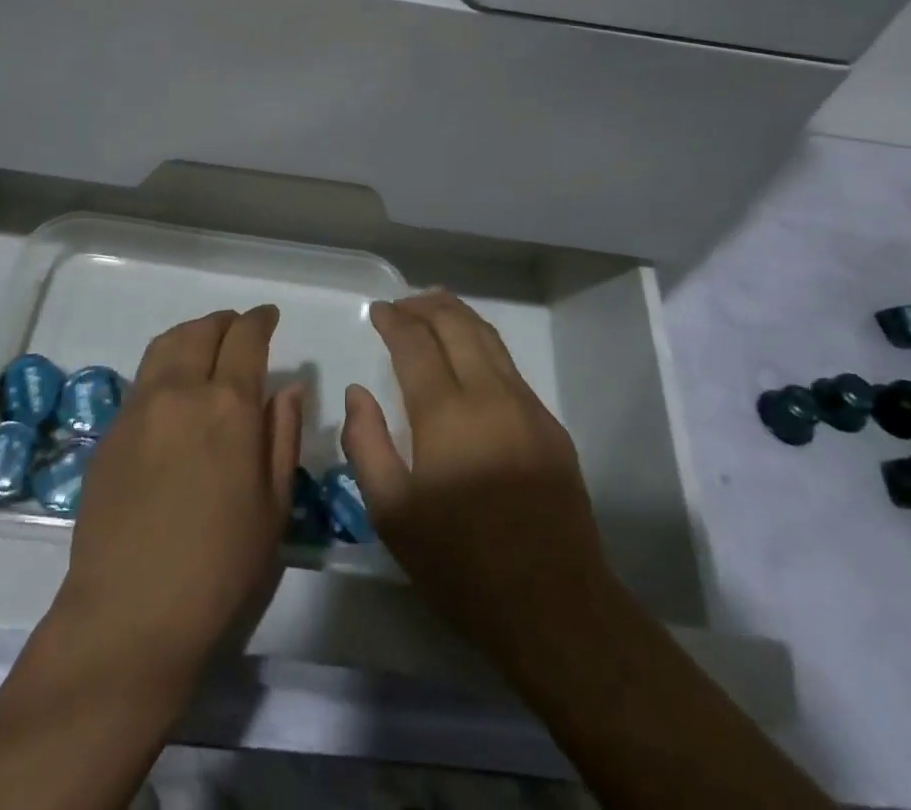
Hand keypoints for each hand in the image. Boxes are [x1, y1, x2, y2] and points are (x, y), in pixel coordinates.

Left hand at [56, 305, 301, 675]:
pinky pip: (142, 379)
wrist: (129, 616)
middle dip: (225, 322)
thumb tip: (289, 386)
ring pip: (166, 345)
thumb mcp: (273, 505)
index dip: (260, 320)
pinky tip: (173, 391)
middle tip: (240, 329)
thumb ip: (282, 434)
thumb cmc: (220, 568)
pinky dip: (165, 365)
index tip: (269, 316)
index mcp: (228, 405)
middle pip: (202, 330)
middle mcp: (180, 392)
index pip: (246, 338)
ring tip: (205, 345)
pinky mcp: (110, 433)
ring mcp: (138, 409)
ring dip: (191, 334)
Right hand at [340, 290, 614, 663]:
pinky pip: (509, 366)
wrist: (554, 606)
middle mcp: (490, 395)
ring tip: (433, 308)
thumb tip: (357, 393)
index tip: (377, 311)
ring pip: (489, 338)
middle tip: (402, 303)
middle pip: (457, 325)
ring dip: (457, 316)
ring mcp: (527, 406)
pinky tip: (470, 356)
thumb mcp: (393, 514)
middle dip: (426, 305)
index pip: (416, 343)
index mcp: (447, 414)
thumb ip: (366, 444)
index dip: (394, 320)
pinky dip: (482, 344)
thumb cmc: (462, 565)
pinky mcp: (550, 425)